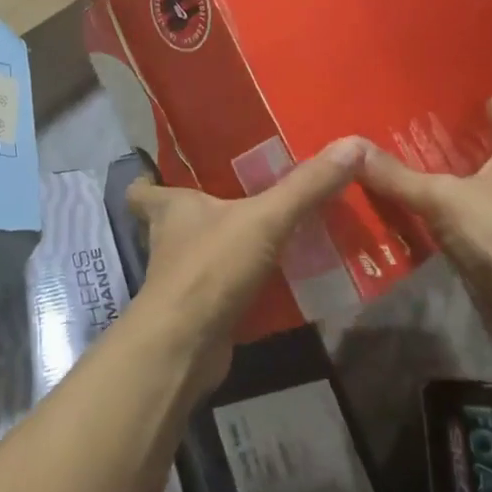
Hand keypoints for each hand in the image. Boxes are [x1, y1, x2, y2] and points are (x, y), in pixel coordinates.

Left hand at [126, 140, 361, 394]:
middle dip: (201, 208)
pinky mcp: (198, 311)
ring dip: (224, 246)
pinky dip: (242, 283)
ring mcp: (181, 280)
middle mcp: (168, 241)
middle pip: (174, 219)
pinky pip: (222, 288)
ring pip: (200, 253)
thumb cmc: (211, 267)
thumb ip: (305, 186)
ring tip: (267, 230)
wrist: (186, 346)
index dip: (149, 179)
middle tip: (241, 193)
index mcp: (170, 209)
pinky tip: (276, 277)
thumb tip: (350, 145)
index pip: (141, 189)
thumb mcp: (265, 219)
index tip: (170, 170)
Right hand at [356, 98, 491, 354]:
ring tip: (416, 166)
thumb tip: (351, 149)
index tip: (475, 95)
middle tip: (426, 127)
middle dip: (467, 143)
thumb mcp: (443, 198)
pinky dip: (451, 216)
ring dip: (457, 181)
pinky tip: (423, 213)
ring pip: (483, 191)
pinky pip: (472, 223)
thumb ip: (398, 176)